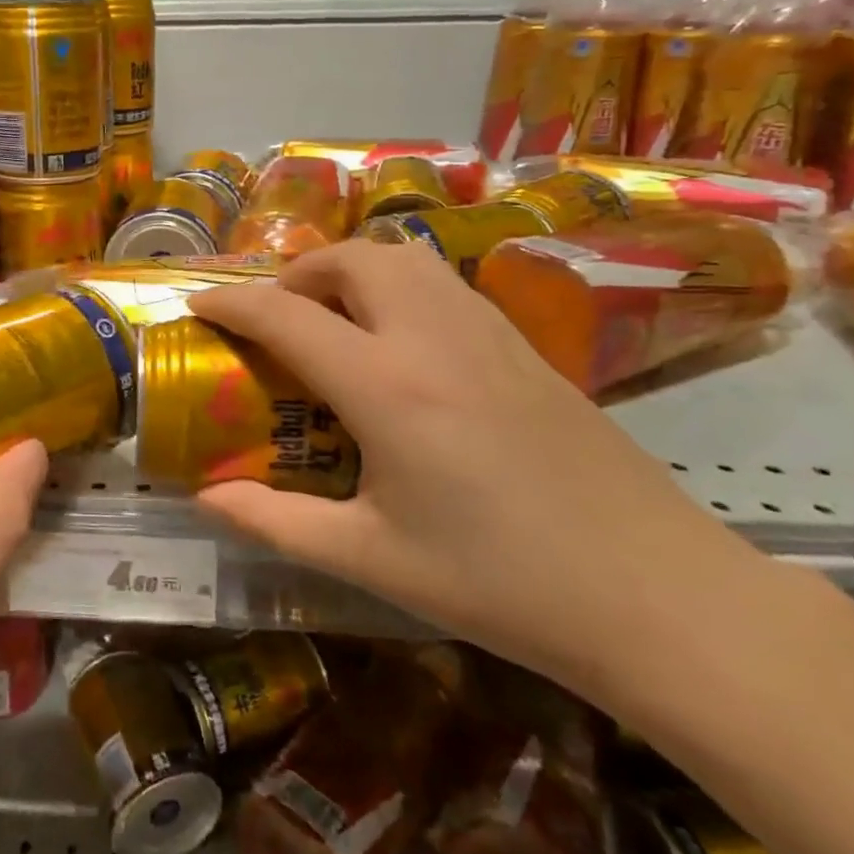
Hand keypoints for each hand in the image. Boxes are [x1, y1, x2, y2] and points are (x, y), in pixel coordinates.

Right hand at [188, 242, 760, 696]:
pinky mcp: (525, 345)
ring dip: (351, 270)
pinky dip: (398, 286)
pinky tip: (399, 344)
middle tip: (275, 318)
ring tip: (332, 320)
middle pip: (350, 259)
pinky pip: (442, 284)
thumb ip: (276, 522)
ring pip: (403, 258)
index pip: (286, 317)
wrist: (657, 595)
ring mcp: (488, 332)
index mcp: (387, 386)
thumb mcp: (371, 558)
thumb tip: (206, 500)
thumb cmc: (500, 582)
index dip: (231, 303)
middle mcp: (433, 337)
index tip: (197, 305)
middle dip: (297, 273)